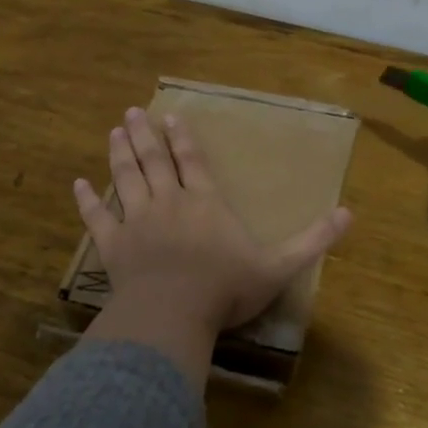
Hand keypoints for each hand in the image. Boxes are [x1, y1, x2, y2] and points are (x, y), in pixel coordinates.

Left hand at [73, 107, 352, 383]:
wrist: (172, 314)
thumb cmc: (226, 289)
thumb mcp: (279, 265)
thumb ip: (313, 239)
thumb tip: (349, 213)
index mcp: (205, 203)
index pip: (193, 161)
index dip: (183, 139)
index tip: (170, 117)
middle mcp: (169, 203)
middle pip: (154, 161)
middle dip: (144, 135)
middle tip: (131, 113)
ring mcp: (137, 222)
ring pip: (125, 178)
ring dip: (119, 154)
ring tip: (113, 132)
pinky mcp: (112, 246)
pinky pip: (97, 217)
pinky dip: (86, 201)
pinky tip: (77, 184)